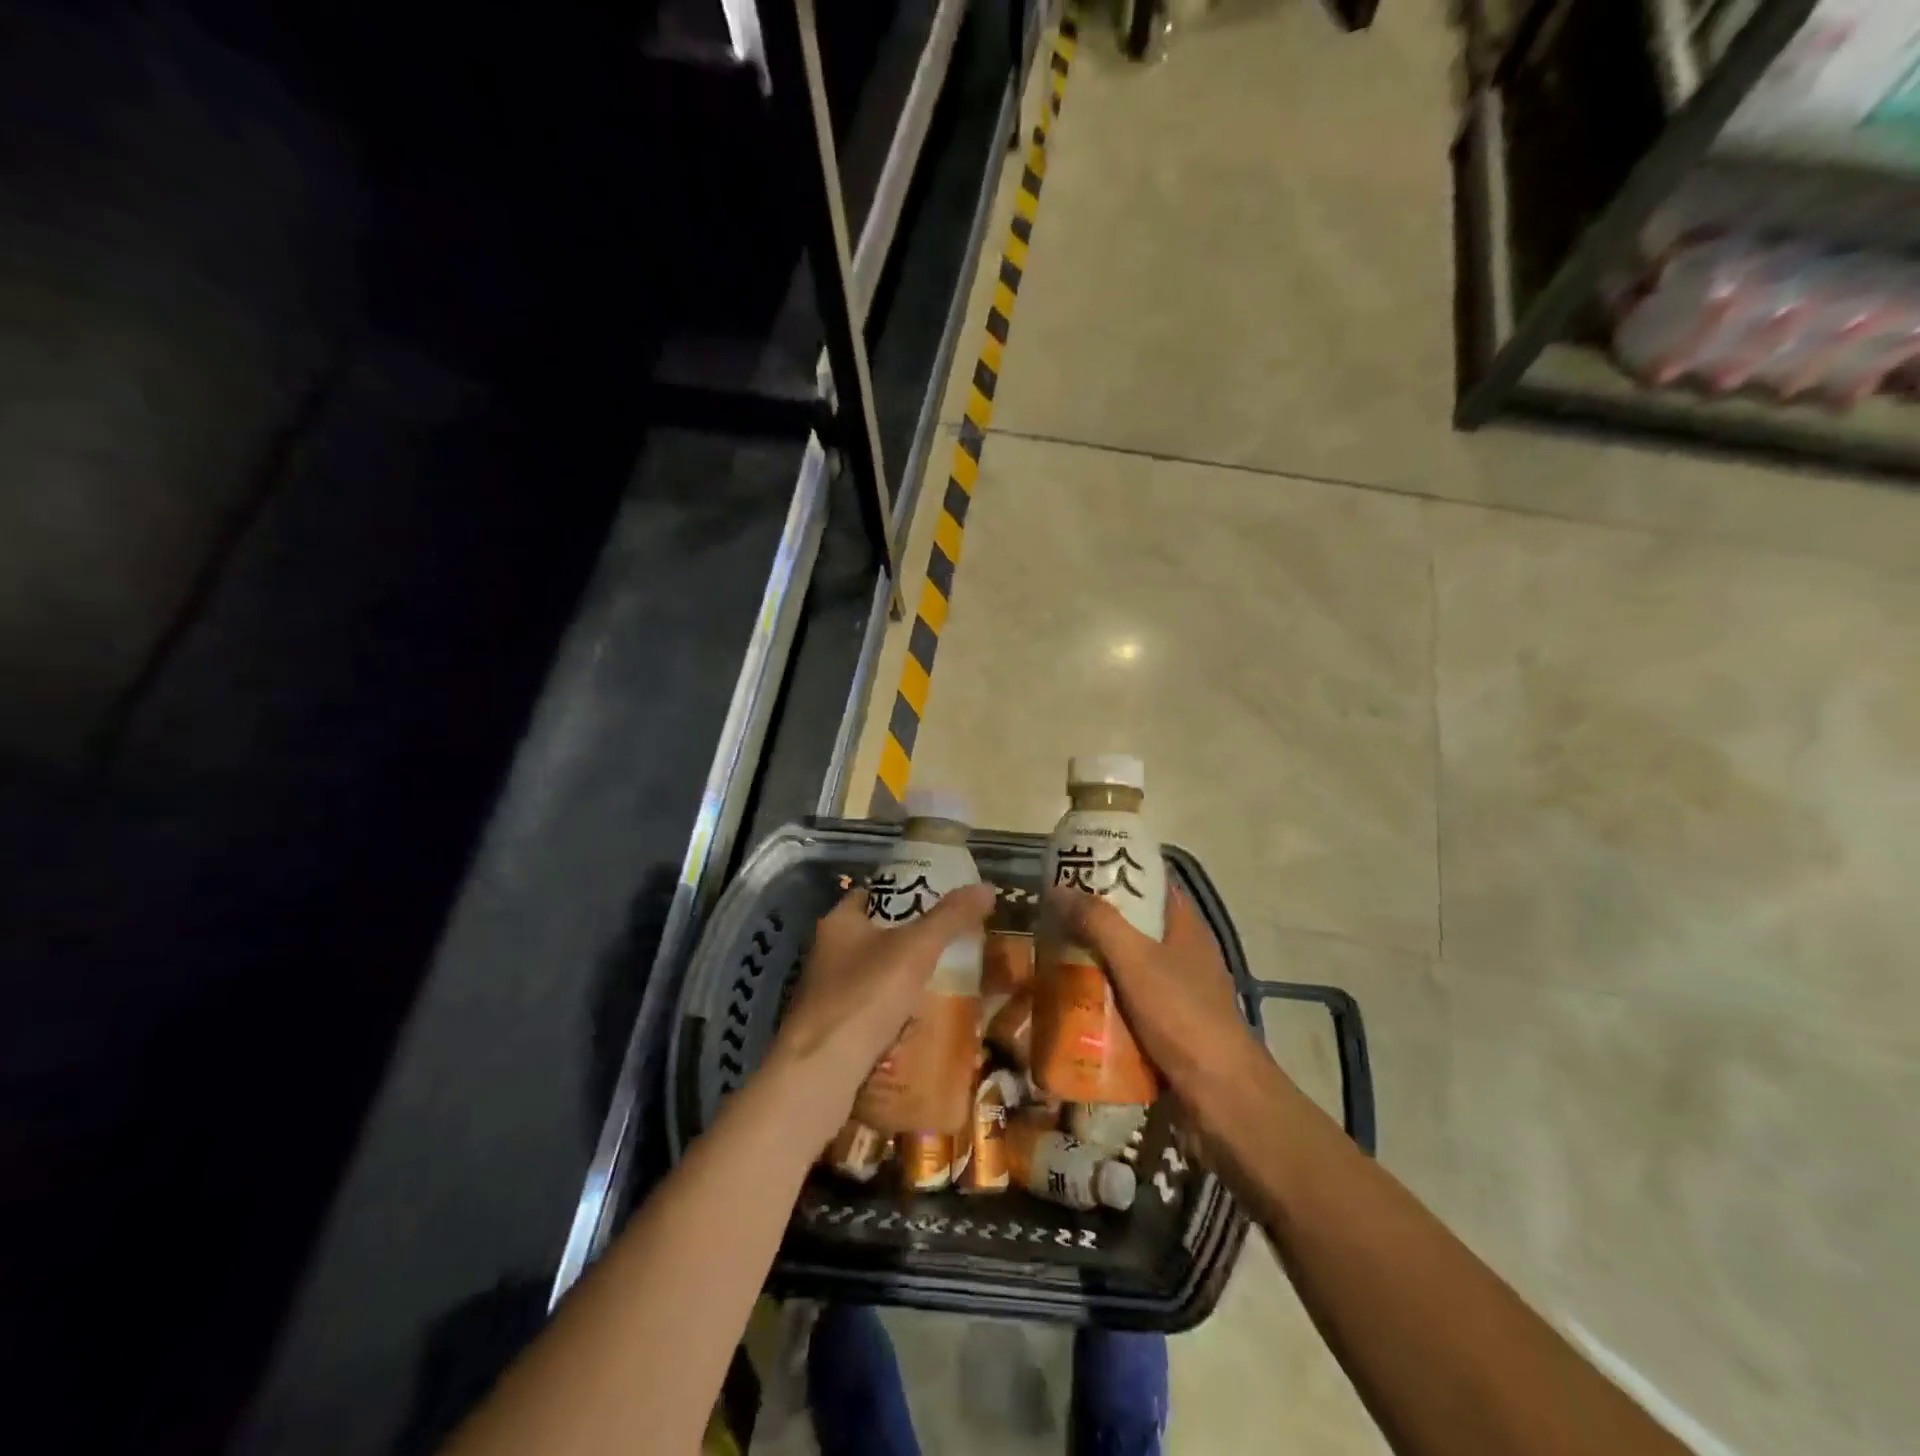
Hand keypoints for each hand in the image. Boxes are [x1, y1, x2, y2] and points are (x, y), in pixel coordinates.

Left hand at [770, 882, 995, 1114]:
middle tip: (949, 944)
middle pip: (875, 935)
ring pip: (873, 975)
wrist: (820, 1071)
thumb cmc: (865, 995)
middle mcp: (826, 952)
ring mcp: (825, 992)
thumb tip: (987, 887)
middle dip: (909, 940)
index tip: (938, 901)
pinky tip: (919, 1022)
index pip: (872, 894)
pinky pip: (869, 1010)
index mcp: (839, 922)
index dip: (904, 893)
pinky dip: (892, 1012)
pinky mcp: (831, 1028)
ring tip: (943, 982)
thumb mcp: (916, 949)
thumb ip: (950, 917)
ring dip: (902, 979)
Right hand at [1049, 881, 1265, 1118]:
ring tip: (1053, 959)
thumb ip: (1099, 922)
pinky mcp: (1168, 1028)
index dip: (1118, 871)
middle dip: (1096, 922)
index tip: (1078, 870)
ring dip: (1095, 964)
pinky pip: (1128, 1004)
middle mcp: (1183, 954)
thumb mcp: (1135, 960)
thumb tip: (1059, 888)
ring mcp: (1177, 994)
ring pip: (1128, 967)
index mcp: (1185, 927)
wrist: (1220, 1096)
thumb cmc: (1182, 1015)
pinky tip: (1072, 1005)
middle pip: (1135, 926)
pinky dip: (1103, 1001)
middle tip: (1053, 919)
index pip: (1151, 883)